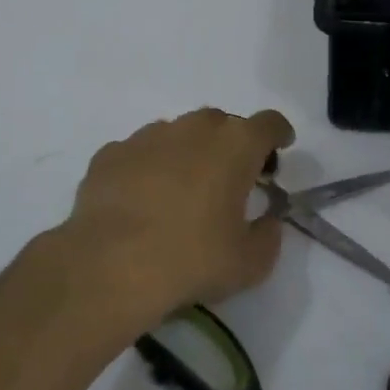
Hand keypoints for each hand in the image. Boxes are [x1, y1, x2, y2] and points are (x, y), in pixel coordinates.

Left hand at [55, 107, 295, 326]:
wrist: (110, 266)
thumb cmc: (192, 260)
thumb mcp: (250, 264)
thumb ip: (268, 236)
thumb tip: (266, 221)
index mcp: (235, 146)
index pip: (269, 123)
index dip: (278, 134)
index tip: (279, 149)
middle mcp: (192, 128)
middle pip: (221, 123)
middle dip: (230, 144)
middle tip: (230, 178)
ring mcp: (146, 136)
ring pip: (177, 134)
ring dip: (186, 153)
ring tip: (180, 191)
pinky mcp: (110, 153)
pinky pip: (139, 153)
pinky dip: (147, 168)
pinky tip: (141, 200)